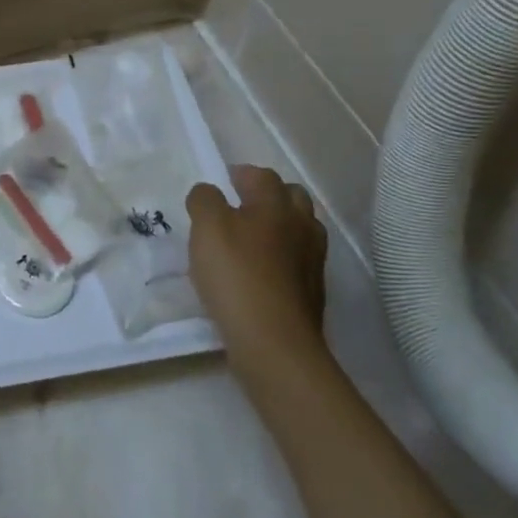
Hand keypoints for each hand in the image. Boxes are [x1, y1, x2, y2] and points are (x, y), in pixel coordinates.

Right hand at [186, 165, 329, 377]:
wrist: (274, 342)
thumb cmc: (236, 275)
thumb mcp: (207, 228)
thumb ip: (204, 201)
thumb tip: (209, 192)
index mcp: (276, 205)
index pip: (262, 176)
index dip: (241, 175)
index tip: (223, 182)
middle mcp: (302, 226)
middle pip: (291, 198)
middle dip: (268, 196)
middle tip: (239, 207)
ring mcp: (313, 261)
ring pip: (299, 230)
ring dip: (278, 228)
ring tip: (250, 241)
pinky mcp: (312, 293)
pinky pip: (297, 262)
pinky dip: (281, 259)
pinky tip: (259, 274)